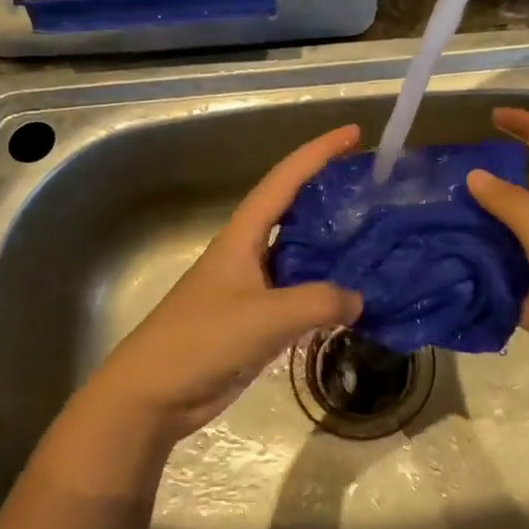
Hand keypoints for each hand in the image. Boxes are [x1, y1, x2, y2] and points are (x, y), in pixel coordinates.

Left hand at [80, 124, 364, 439]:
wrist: (154, 395)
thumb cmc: (201, 341)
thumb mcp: (264, 317)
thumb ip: (318, 302)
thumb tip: (359, 300)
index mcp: (242, 237)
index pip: (284, 180)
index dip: (318, 153)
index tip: (353, 133)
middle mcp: (248, 254)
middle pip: (294, 212)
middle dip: (330, 194)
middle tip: (375, 189)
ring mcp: (252, 288)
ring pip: (300, 256)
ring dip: (333, 247)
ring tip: (375, 240)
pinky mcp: (256, 321)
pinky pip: (300, 296)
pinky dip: (326, 293)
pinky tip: (354, 298)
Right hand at [466, 108, 528, 424]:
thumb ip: (510, 204)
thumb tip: (474, 175)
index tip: (493, 118)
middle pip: (523, 192)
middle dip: (488, 183)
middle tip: (439, 182)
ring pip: (505, 236)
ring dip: (475, 228)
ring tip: (428, 219)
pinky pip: (498, 276)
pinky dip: (474, 270)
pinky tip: (439, 264)